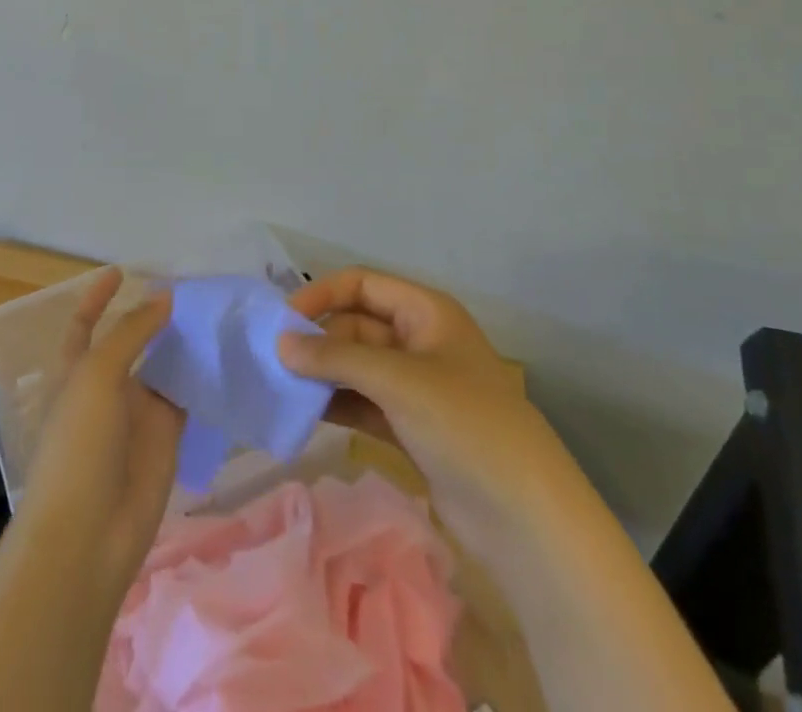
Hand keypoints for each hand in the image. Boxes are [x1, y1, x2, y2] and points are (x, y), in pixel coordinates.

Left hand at [17, 268, 184, 597]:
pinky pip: (187, 396)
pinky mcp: (166, 435)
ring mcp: (138, 411)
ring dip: (183, 343)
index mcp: (77, 369)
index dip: (98, 297)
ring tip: (215, 312)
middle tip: (191, 289)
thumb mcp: (97, 375)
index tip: (121, 271)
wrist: (89, 532)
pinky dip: (202, 377)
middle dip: (154, 316)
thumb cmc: (78, 443)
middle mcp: (107, 385)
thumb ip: (131, 332)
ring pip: (164, 365)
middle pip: (132, 340)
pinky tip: (225, 353)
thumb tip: (164, 297)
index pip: (86, 323)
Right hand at [278, 266, 538, 505]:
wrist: (525, 516)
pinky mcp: (411, 427)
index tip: (283, 319)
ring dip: (323, 373)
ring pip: (357, 366)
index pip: (361, 284)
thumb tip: (280, 343)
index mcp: (425, 312)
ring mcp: (416, 386)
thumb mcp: (397, 380)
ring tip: (281, 387)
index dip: (321, 294)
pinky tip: (304, 412)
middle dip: (318, 340)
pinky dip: (336, 403)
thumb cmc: (464, 423)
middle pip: (356, 325)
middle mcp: (419, 341)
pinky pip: (363, 402)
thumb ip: (335, 358)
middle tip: (275, 361)